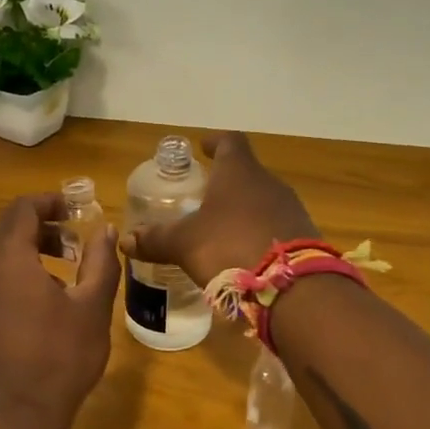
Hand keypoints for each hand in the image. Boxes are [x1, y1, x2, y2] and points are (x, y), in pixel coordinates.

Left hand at [0, 193, 121, 428]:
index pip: (22, 209)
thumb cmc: (58, 359)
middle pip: (4, 229)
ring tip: (61, 272)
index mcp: (7, 258)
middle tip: (72, 242)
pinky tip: (38, 303)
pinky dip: (11, 274)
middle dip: (39, 227)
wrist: (12, 419)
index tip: (76, 209)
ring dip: (25, 251)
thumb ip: (100, 262)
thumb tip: (105, 230)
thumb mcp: (92, 308)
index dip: (50, 202)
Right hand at [119, 133, 317, 286]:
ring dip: (243, 210)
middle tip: (204, 196)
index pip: (229, 142)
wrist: (292, 286)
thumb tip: (125, 240)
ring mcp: (291, 209)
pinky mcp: (303, 236)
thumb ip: (156, 240)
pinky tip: (244, 254)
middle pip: (247, 173)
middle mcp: (269, 183)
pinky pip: (276, 227)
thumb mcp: (185, 244)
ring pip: (262, 200)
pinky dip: (258, 233)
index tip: (203, 147)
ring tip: (221, 229)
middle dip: (226, 183)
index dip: (214, 142)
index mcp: (239, 172)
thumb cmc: (230, 247)